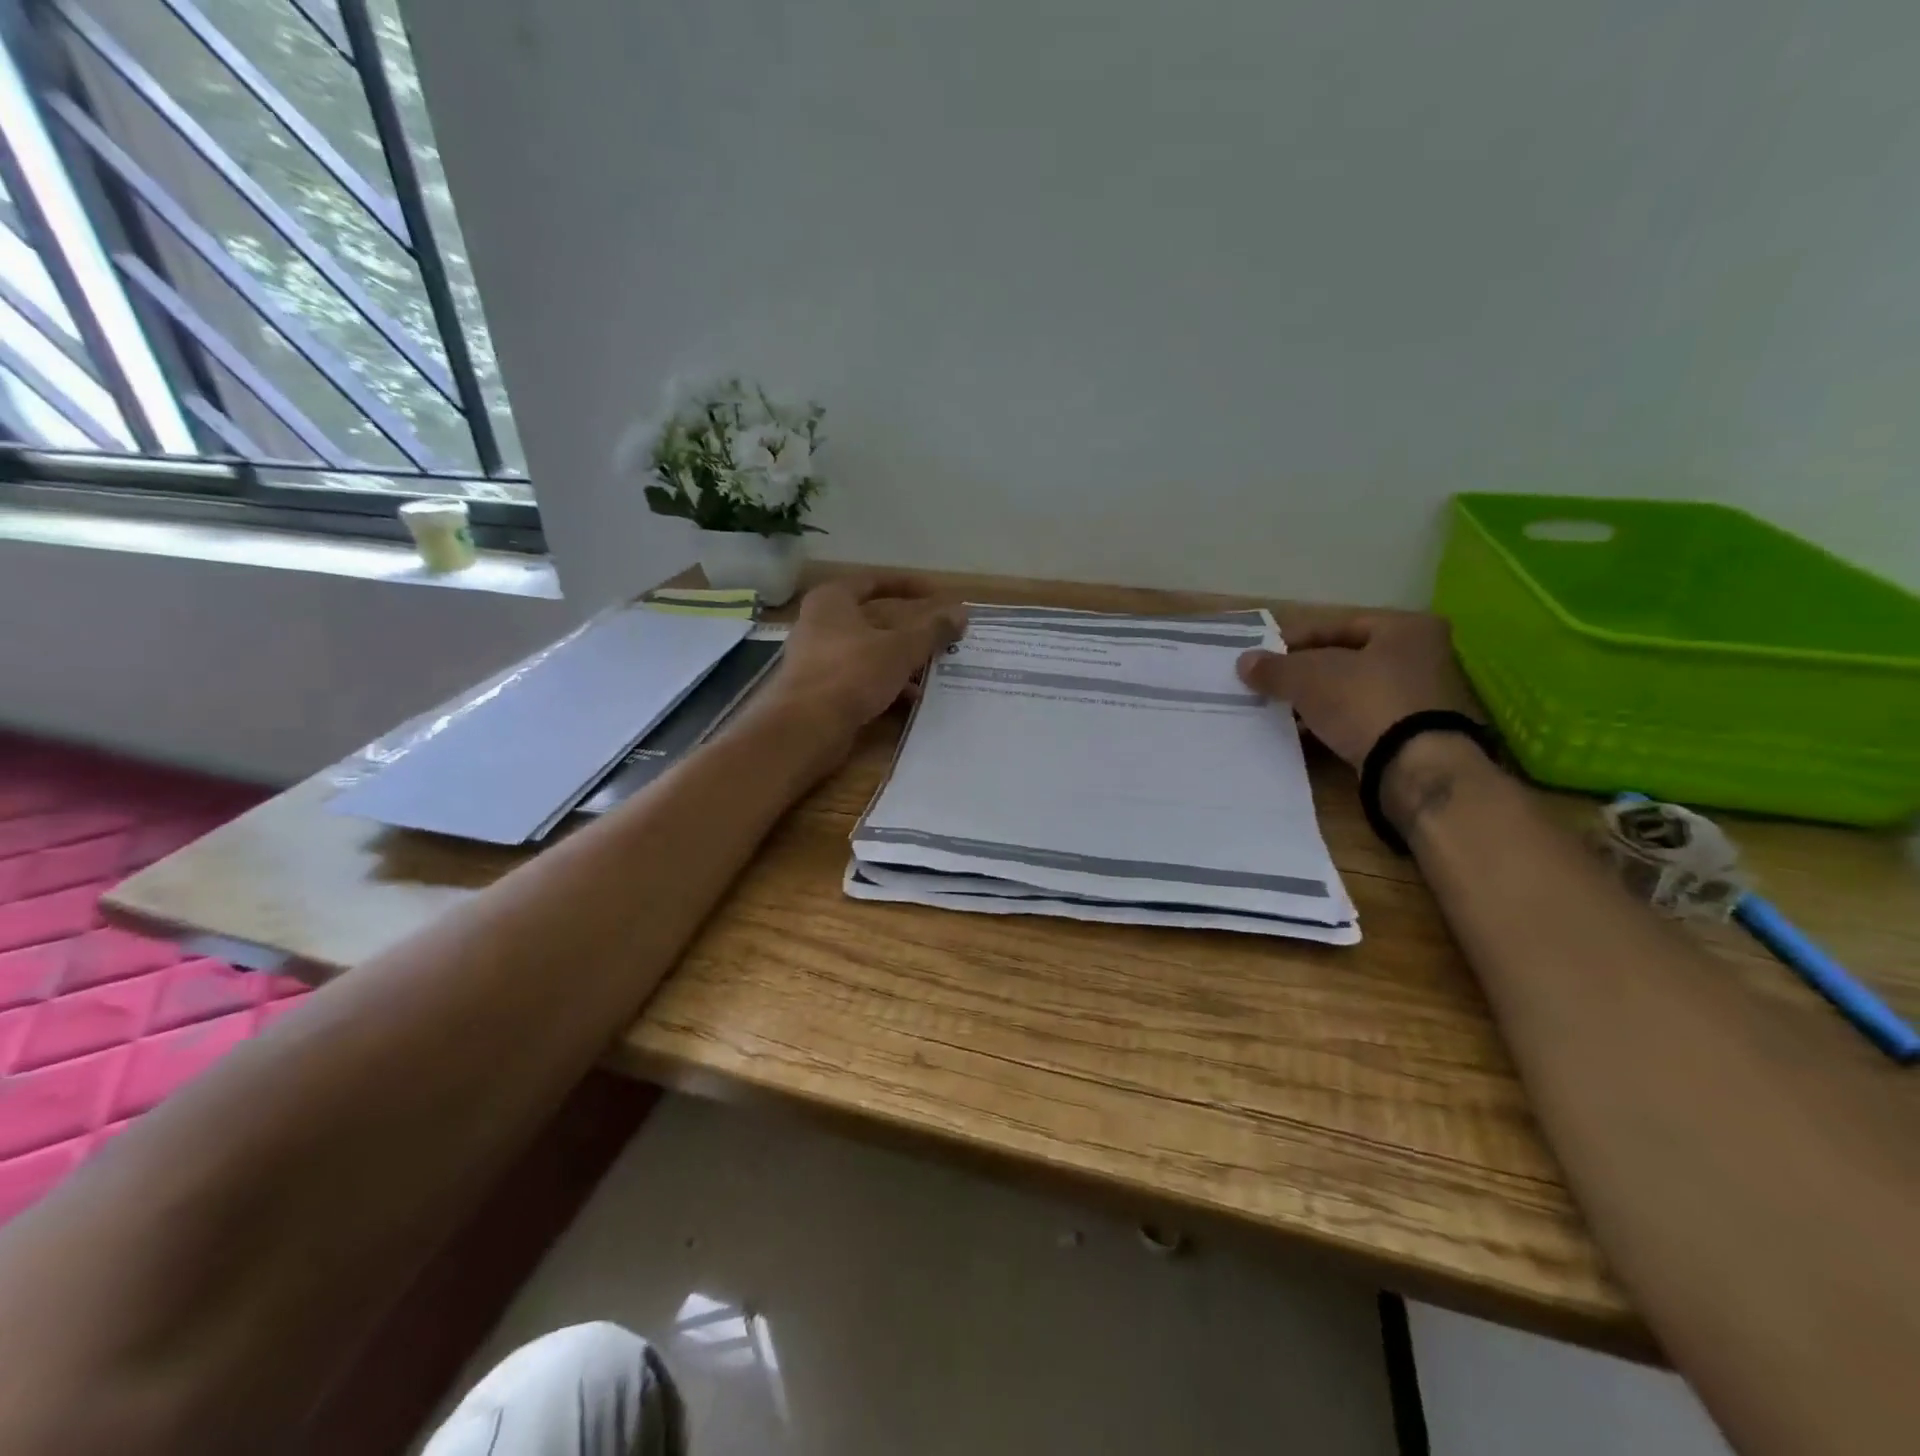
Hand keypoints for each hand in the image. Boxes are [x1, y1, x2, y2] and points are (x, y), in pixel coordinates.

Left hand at [764, 574, 967, 749]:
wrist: (806, 727)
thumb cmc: (852, 673)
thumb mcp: (901, 649)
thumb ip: (932, 630)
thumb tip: (962, 613)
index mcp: (832, 600)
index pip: (874, 581)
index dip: (907, 586)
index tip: (937, 595)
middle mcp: (819, 623)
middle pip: (872, 619)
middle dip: (909, 630)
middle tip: (939, 636)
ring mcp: (817, 658)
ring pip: (868, 651)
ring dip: (900, 660)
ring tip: (932, 669)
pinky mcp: (820, 689)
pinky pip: (859, 678)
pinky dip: (885, 683)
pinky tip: (911, 697)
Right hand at [1235, 610, 1481, 769]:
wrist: (1416, 767)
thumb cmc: (1366, 702)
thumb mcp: (1309, 678)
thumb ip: (1275, 668)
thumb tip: (1244, 662)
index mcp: (1407, 628)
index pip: (1337, 625)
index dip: (1295, 640)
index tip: (1264, 658)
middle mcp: (1424, 656)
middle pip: (1347, 659)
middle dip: (1306, 674)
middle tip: (1271, 685)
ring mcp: (1424, 699)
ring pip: (1354, 692)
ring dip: (1318, 702)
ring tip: (1283, 713)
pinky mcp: (1417, 735)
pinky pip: (1365, 720)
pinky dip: (1336, 724)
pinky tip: (1308, 736)